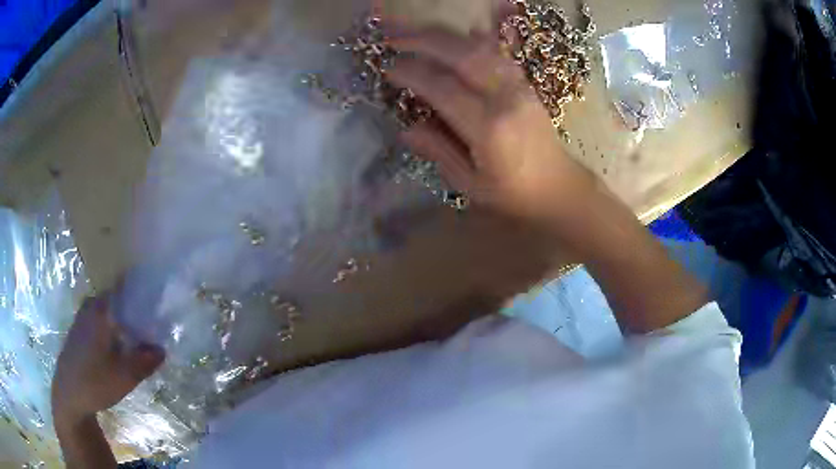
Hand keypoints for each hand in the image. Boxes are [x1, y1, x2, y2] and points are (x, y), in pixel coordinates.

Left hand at [52, 293, 164, 424]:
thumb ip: (145, 361)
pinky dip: (111, 327)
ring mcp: (82, 318)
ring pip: (108, 311)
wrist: (68, 394)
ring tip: (136, 339)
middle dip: (134, 309)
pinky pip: (100, 320)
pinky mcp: (79, 331)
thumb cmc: (95, 382)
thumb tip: (162, 349)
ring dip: (122, 320)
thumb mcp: (125, 377)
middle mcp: (91, 307)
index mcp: (101, 311)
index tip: (157, 302)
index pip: (124, 289)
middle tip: (150, 327)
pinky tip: (118, 347)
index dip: (141, 292)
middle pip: (117, 299)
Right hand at [386, 22, 594, 230]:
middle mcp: (506, 99)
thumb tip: (406, 128)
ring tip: (417, 32)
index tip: (388, 68)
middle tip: (394, 37)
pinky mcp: (526, 84)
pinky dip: (475, 40)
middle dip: (424, 41)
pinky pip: (497, 53)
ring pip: (480, 48)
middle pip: (462, 55)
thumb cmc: (513, 195)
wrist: (559, 188)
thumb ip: (439, 151)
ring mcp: (519, 87)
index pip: (443, 88)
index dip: (412, 73)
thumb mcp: (470, 184)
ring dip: (445, 36)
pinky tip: (459, 34)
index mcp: (488, 129)